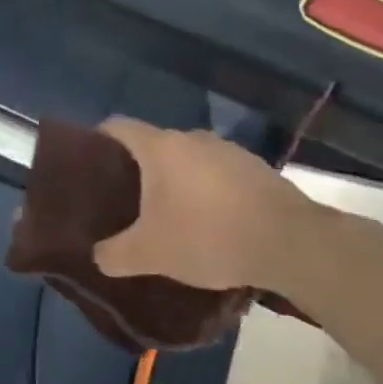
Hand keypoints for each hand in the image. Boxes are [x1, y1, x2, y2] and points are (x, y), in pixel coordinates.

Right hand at [92, 118, 321, 293]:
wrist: (293, 244)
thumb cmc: (208, 236)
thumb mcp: (151, 254)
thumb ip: (115, 254)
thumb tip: (97, 257)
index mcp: (160, 148)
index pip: (117, 127)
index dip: (98, 140)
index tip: (89, 164)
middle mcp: (192, 139)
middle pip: (153, 144)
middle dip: (137, 169)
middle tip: (125, 200)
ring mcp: (229, 151)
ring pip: (188, 159)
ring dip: (176, 180)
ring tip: (168, 213)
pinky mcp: (257, 169)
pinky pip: (218, 173)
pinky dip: (207, 190)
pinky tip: (210, 221)